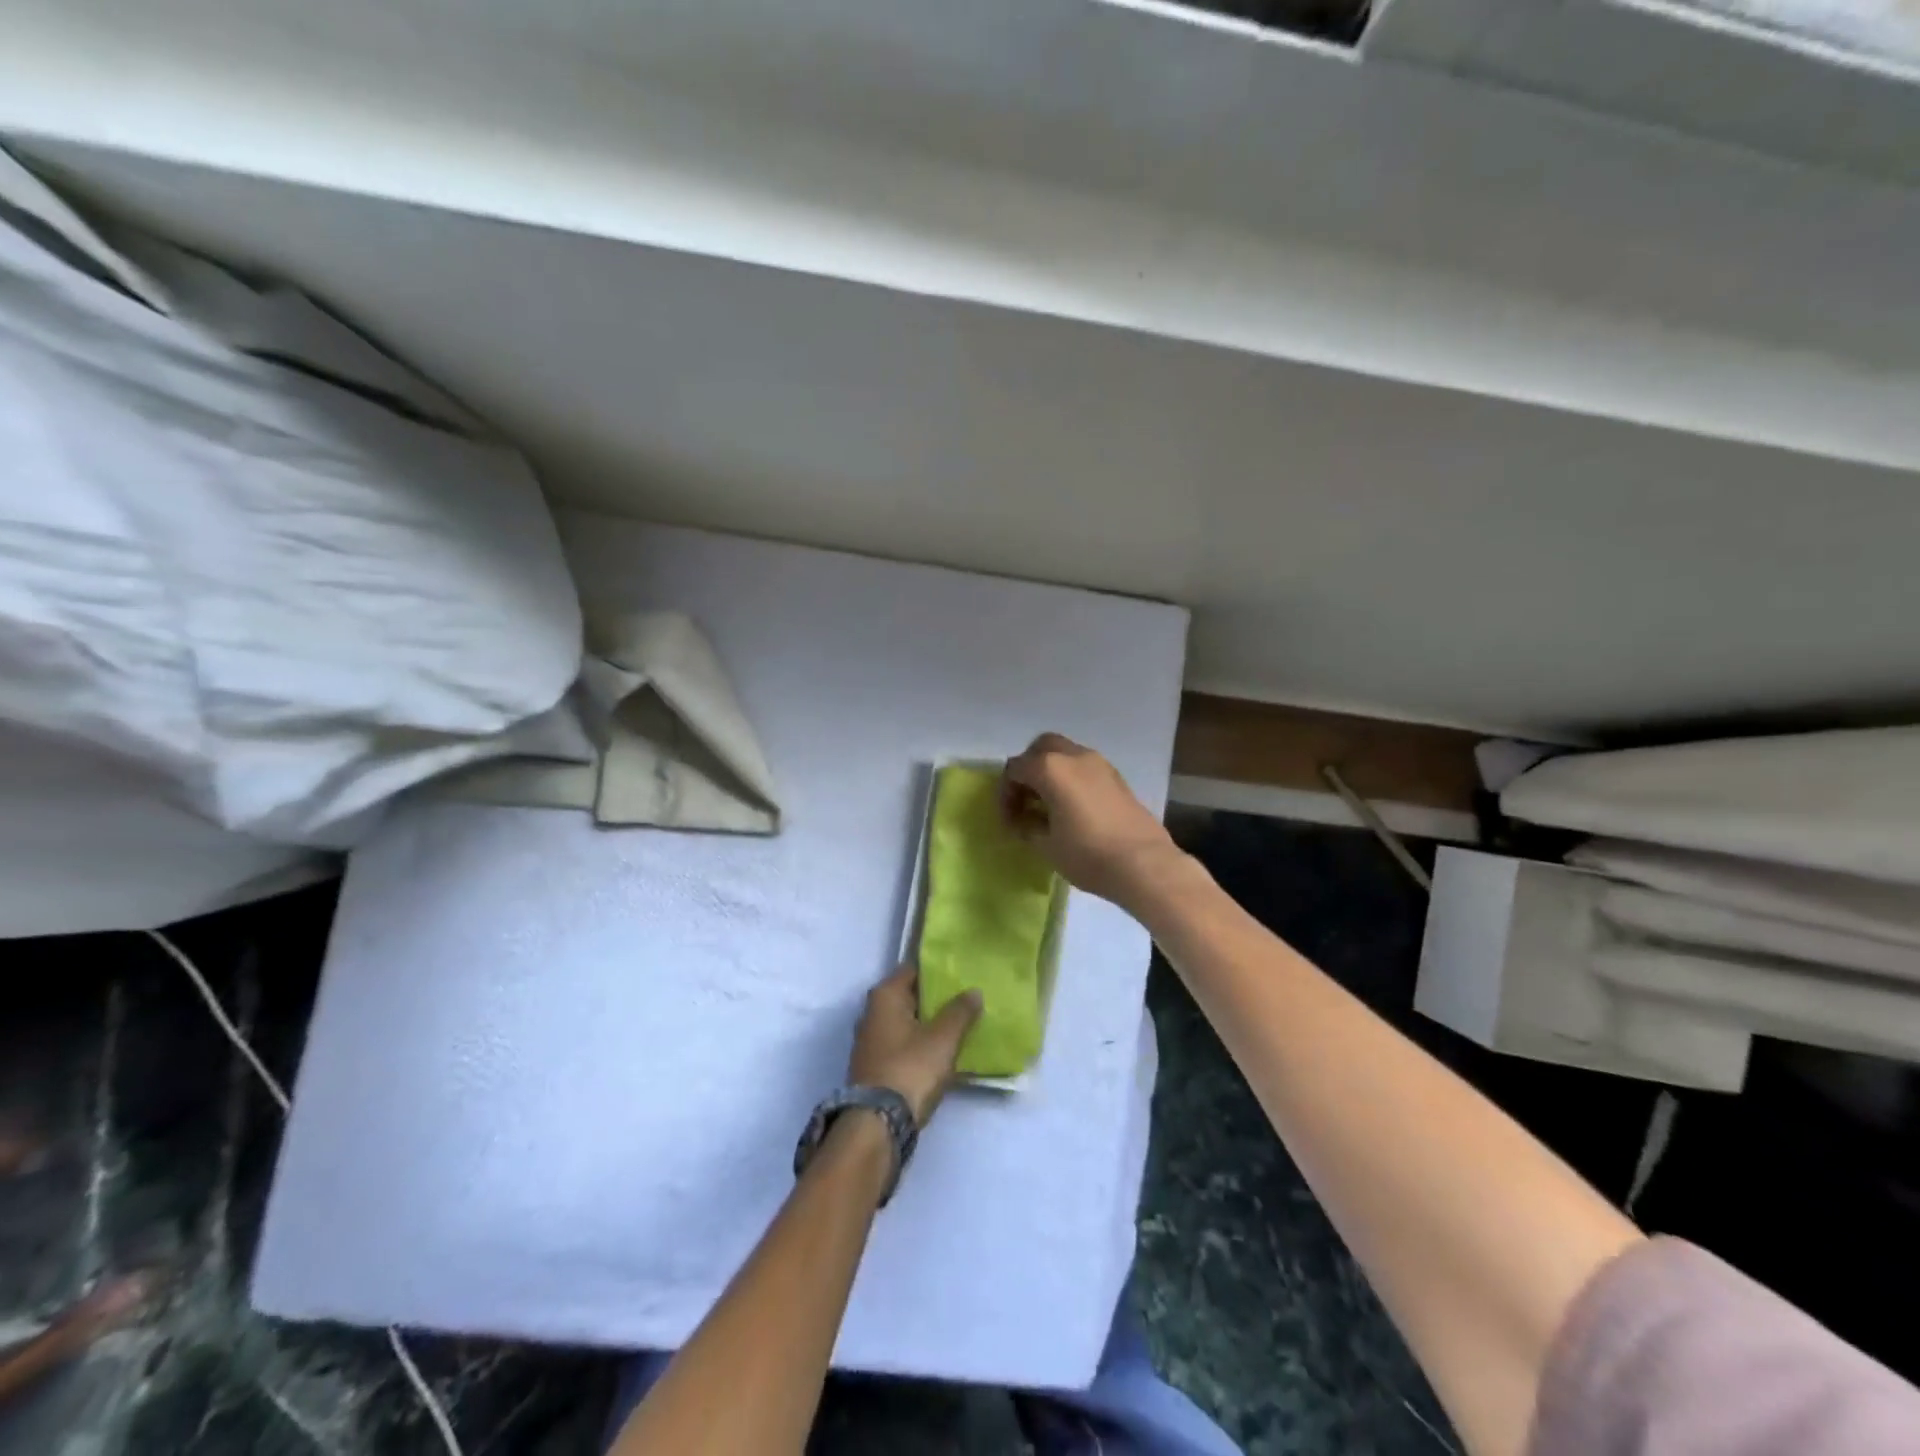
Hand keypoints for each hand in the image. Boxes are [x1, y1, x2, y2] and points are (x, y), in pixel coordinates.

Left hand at [848, 966, 981, 1127]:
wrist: (878, 1124)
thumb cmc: (910, 1069)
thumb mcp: (943, 1039)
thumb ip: (960, 1012)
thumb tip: (974, 991)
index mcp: (885, 996)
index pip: (913, 969)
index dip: (937, 970)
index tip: (962, 973)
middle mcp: (872, 1012)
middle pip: (910, 996)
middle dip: (936, 998)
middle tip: (967, 998)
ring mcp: (871, 1041)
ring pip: (907, 1022)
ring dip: (930, 1023)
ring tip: (961, 1024)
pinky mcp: (875, 1065)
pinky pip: (903, 1044)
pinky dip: (921, 1043)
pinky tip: (943, 1051)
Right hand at [1002, 733, 1186, 907]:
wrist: (1144, 864)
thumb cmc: (1087, 854)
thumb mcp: (1046, 845)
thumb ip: (1028, 826)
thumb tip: (1025, 820)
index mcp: (1050, 768)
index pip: (1015, 769)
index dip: (1006, 794)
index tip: (1009, 821)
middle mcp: (1074, 756)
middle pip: (1041, 748)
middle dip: (1028, 769)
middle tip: (1026, 799)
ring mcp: (1099, 763)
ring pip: (1065, 754)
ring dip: (1051, 772)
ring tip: (1049, 804)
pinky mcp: (1116, 777)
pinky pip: (1084, 767)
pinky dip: (1071, 778)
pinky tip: (1073, 807)